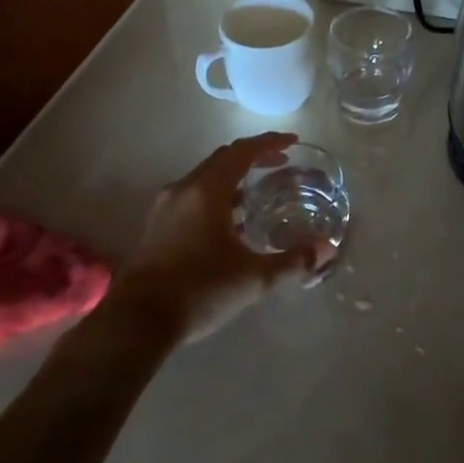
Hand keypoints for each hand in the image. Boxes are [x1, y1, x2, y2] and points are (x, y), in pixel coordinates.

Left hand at [109, 133, 336, 343]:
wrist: (137, 321)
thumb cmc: (199, 290)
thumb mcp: (253, 279)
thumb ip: (292, 261)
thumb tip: (326, 248)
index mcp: (208, 190)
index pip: (242, 151)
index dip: (269, 143)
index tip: (292, 141)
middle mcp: (184, 189)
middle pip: (222, 159)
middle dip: (252, 156)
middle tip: (280, 163)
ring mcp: (166, 207)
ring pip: (204, 177)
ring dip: (232, 176)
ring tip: (257, 191)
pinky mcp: (156, 226)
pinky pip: (192, 195)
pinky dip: (215, 195)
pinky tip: (228, 221)